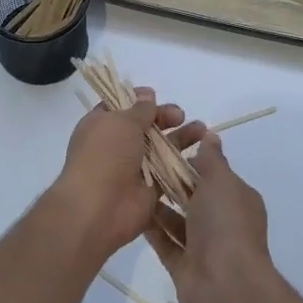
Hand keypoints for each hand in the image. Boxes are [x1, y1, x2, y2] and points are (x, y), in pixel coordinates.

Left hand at [49, 88, 205, 263]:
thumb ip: (139, 109)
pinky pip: (169, 172)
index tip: (155, 95)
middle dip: (163, 118)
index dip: (138, 100)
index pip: (120, 107)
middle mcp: (116, 145)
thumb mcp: (121, 122)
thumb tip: (146, 94)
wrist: (99, 208)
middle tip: (180, 115)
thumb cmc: (105, 155)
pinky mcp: (150, 189)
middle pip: (144, 126)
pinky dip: (184, 163)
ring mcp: (133, 168)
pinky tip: (203, 153)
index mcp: (101, 125)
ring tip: (202, 130)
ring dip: (180, 138)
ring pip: (160, 148)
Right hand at [145, 133, 277, 302]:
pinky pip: (165, 242)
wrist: (225, 285)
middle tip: (139, 162)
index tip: (164, 146)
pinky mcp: (183, 265)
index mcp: (237, 198)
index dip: (191, 159)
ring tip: (130, 183)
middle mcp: (222, 221)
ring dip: (158, 204)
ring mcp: (203, 246)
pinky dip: (151, 228)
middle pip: (193, 196)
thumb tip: (211, 135)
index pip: (214, 173)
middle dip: (171, 181)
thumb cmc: (226, 225)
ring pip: (177, 219)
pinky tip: (130, 210)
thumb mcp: (221, 182)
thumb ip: (212, 159)